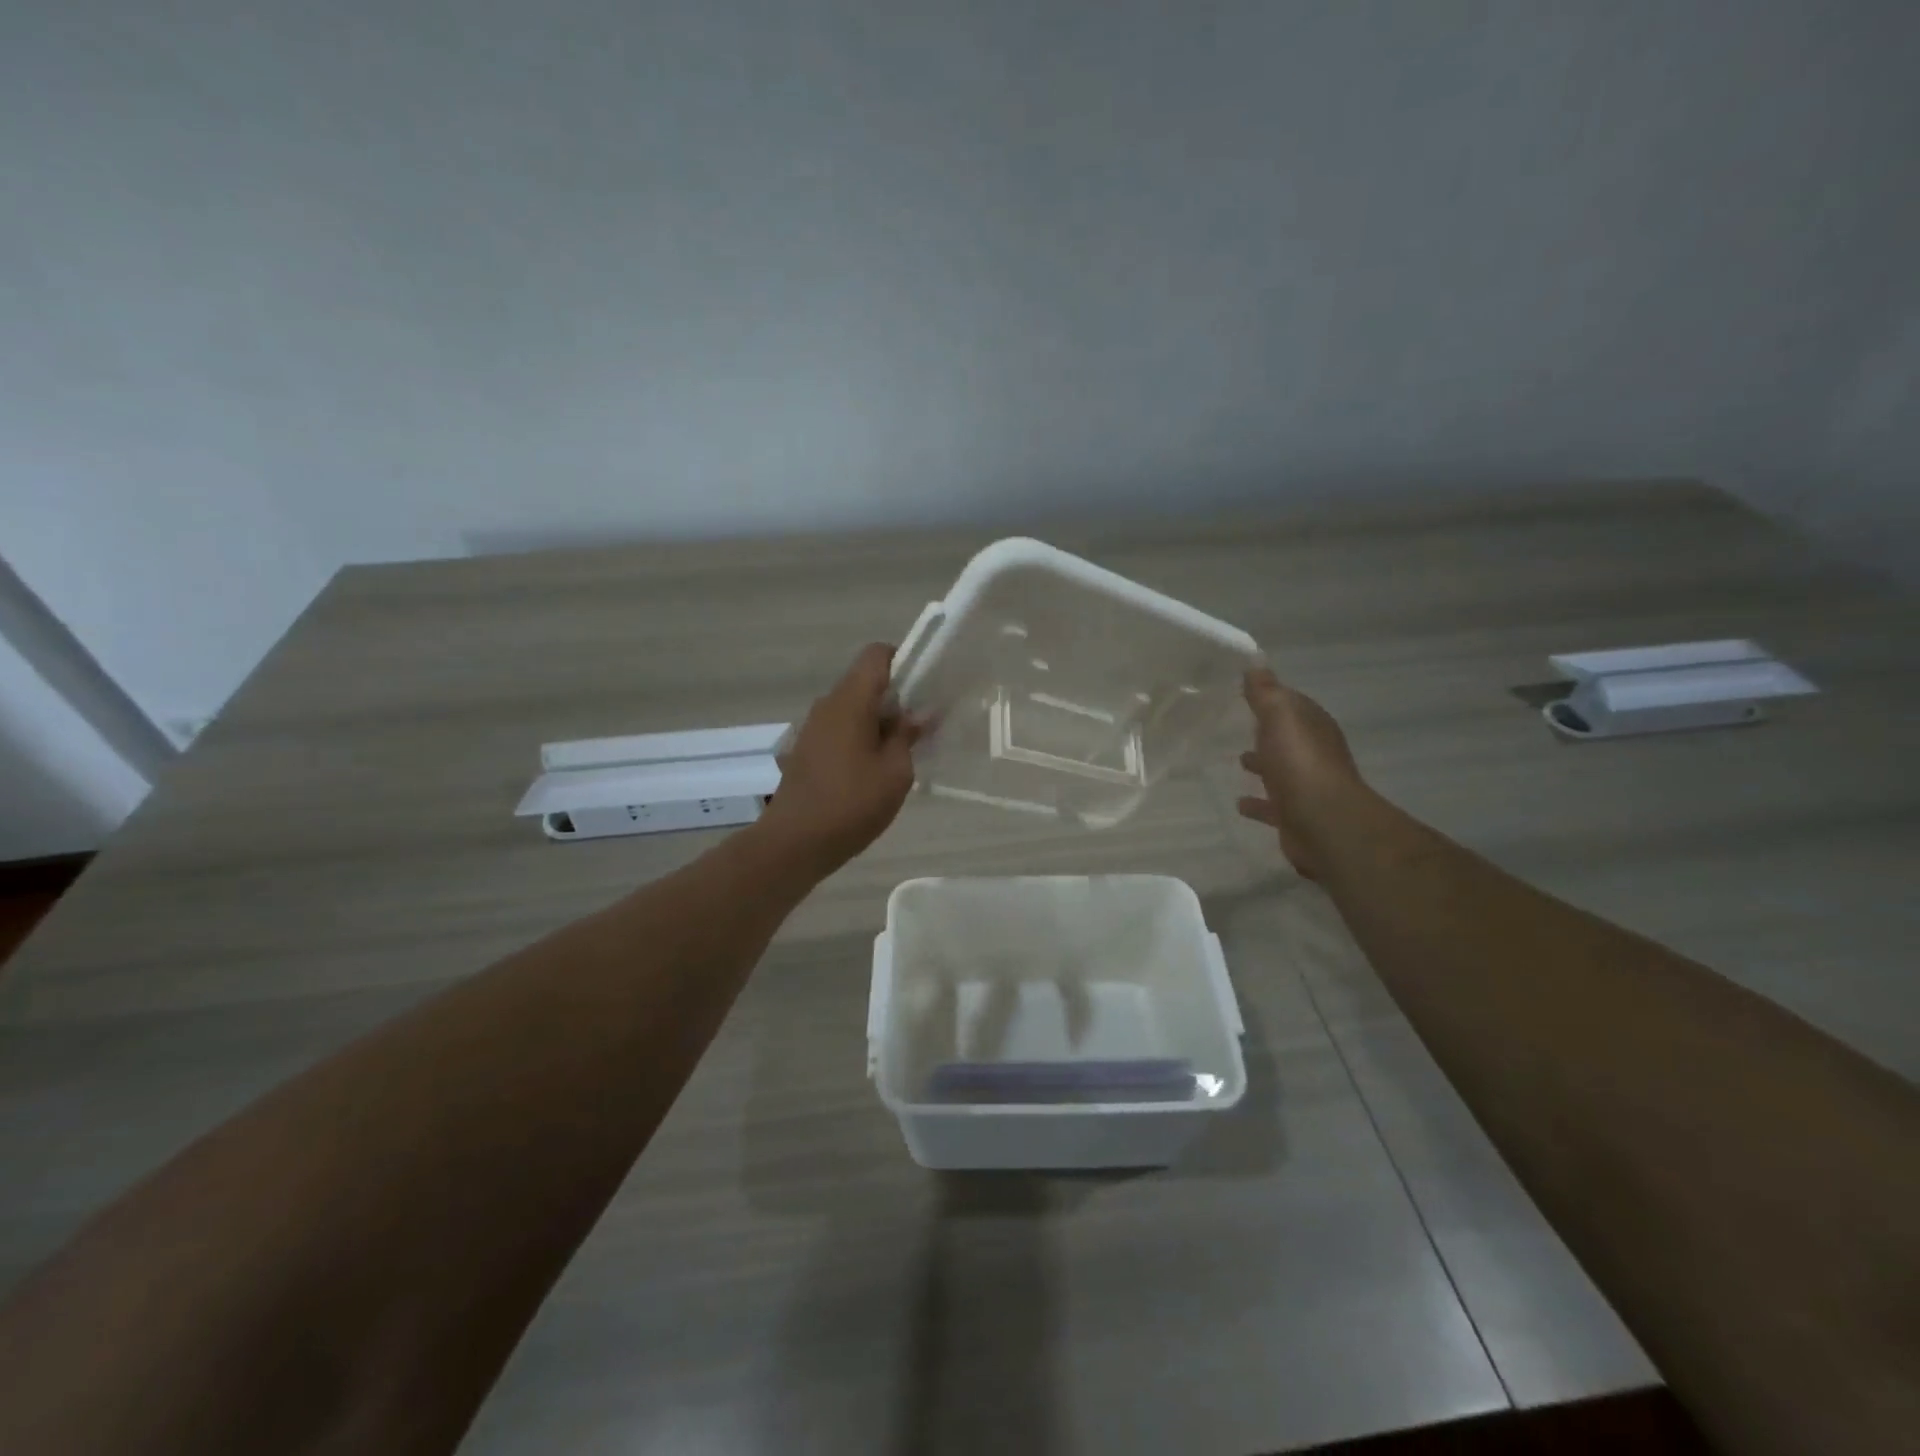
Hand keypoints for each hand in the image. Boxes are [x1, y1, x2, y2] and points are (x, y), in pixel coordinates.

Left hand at [757, 644, 921, 874]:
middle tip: (922, 728)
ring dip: (879, 723)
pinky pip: (841, 730)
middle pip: (866, 683)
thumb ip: (908, 736)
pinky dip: (862, 739)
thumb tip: (918, 714)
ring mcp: (813, 728)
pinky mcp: (807, 751)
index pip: (876, 655)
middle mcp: (828, 705)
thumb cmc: (851, 804)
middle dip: (897, 699)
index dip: (904, 662)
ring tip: (902, 755)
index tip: (925, 689)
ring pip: (854, 709)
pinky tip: (875, 772)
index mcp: (850, 701)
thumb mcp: (896, 772)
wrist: (794, 843)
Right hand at [1237, 667, 1365, 879]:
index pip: (1293, 704)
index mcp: (1313, 727)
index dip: (1272, 697)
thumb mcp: (1280, 717)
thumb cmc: (1300, 763)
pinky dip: (1258, 803)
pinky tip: (1240, 803)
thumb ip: (1266, 693)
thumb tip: (1256, 664)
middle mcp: (1314, 754)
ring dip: (1263, 765)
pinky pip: (1272, 805)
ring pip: (1280, 770)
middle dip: (1268, 731)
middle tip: (1240, 725)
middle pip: (1288, 737)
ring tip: (1238, 760)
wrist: (1324, 823)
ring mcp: (1306, 787)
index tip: (1247, 692)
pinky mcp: (1295, 816)